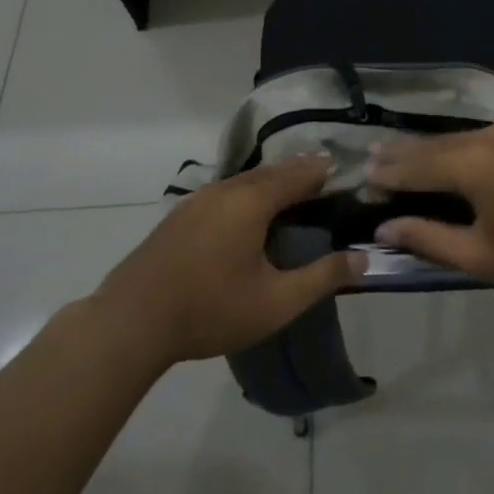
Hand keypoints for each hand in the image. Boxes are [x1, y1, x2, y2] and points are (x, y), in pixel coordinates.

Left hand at [93, 153, 363, 366]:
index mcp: (252, 201)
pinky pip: (226, 192)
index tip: (347, 173)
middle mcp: (225, 189)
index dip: (325, 172)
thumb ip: (322, 278)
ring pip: (245, 180)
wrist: (130, 322)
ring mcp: (197, 200)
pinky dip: (248, 192)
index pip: (299, 174)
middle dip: (300, 172)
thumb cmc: (210, 309)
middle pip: (272, 171)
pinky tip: (249, 213)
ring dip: (273, 181)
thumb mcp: (276, 302)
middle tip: (325, 179)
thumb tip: (363, 259)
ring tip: (293, 192)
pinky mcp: (179, 216)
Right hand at [367, 125, 493, 302]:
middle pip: (437, 144)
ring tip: (406, 153)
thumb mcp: (481, 256)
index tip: (363, 176)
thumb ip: (428, 238)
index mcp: (474, 165)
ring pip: (464, 137)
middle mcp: (492, 137)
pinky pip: (490, 136)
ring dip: (434, 147)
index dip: (389, 174)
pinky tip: (455, 153)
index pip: (418, 166)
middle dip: (404, 153)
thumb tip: (384, 228)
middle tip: (374, 156)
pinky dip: (465, 145)